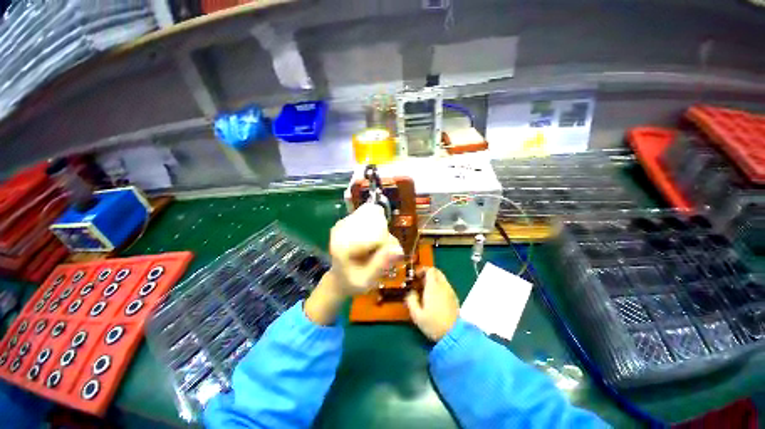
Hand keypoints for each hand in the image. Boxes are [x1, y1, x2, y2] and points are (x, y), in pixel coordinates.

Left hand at [305, 203, 403, 324]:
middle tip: (384, 254)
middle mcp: (341, 230)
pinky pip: (367, 220)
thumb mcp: (367, 279)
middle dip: (385, 239)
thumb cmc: (352, 283)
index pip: (376, 236)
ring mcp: (342, 225)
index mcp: (344, 245)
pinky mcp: (345, 224)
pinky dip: (376, 230)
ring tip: (378, 251)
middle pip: (375, 224)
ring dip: (381, 235)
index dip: (388, 245)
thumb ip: (381, 263)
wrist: (337, 280)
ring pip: (372, 220)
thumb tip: (399, 248)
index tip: (389, 256)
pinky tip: (374, 244)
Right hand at [405, 268, 459, 341]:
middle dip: (428, 273)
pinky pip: (445, 286)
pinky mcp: (454, 297)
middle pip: (437, 272)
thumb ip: (411, 300)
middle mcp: (443, 286)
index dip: (422, 270)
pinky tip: (434, 297)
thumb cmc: (433, 324)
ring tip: (425, 290)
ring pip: (442, 278)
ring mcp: (450, 291)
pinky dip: (439, 286)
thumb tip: (411, 292)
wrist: (453, 335)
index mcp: (433, 287)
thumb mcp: (416, 315)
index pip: (430, 270)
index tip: (416, 276)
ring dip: (433, 280)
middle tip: (420, 281)